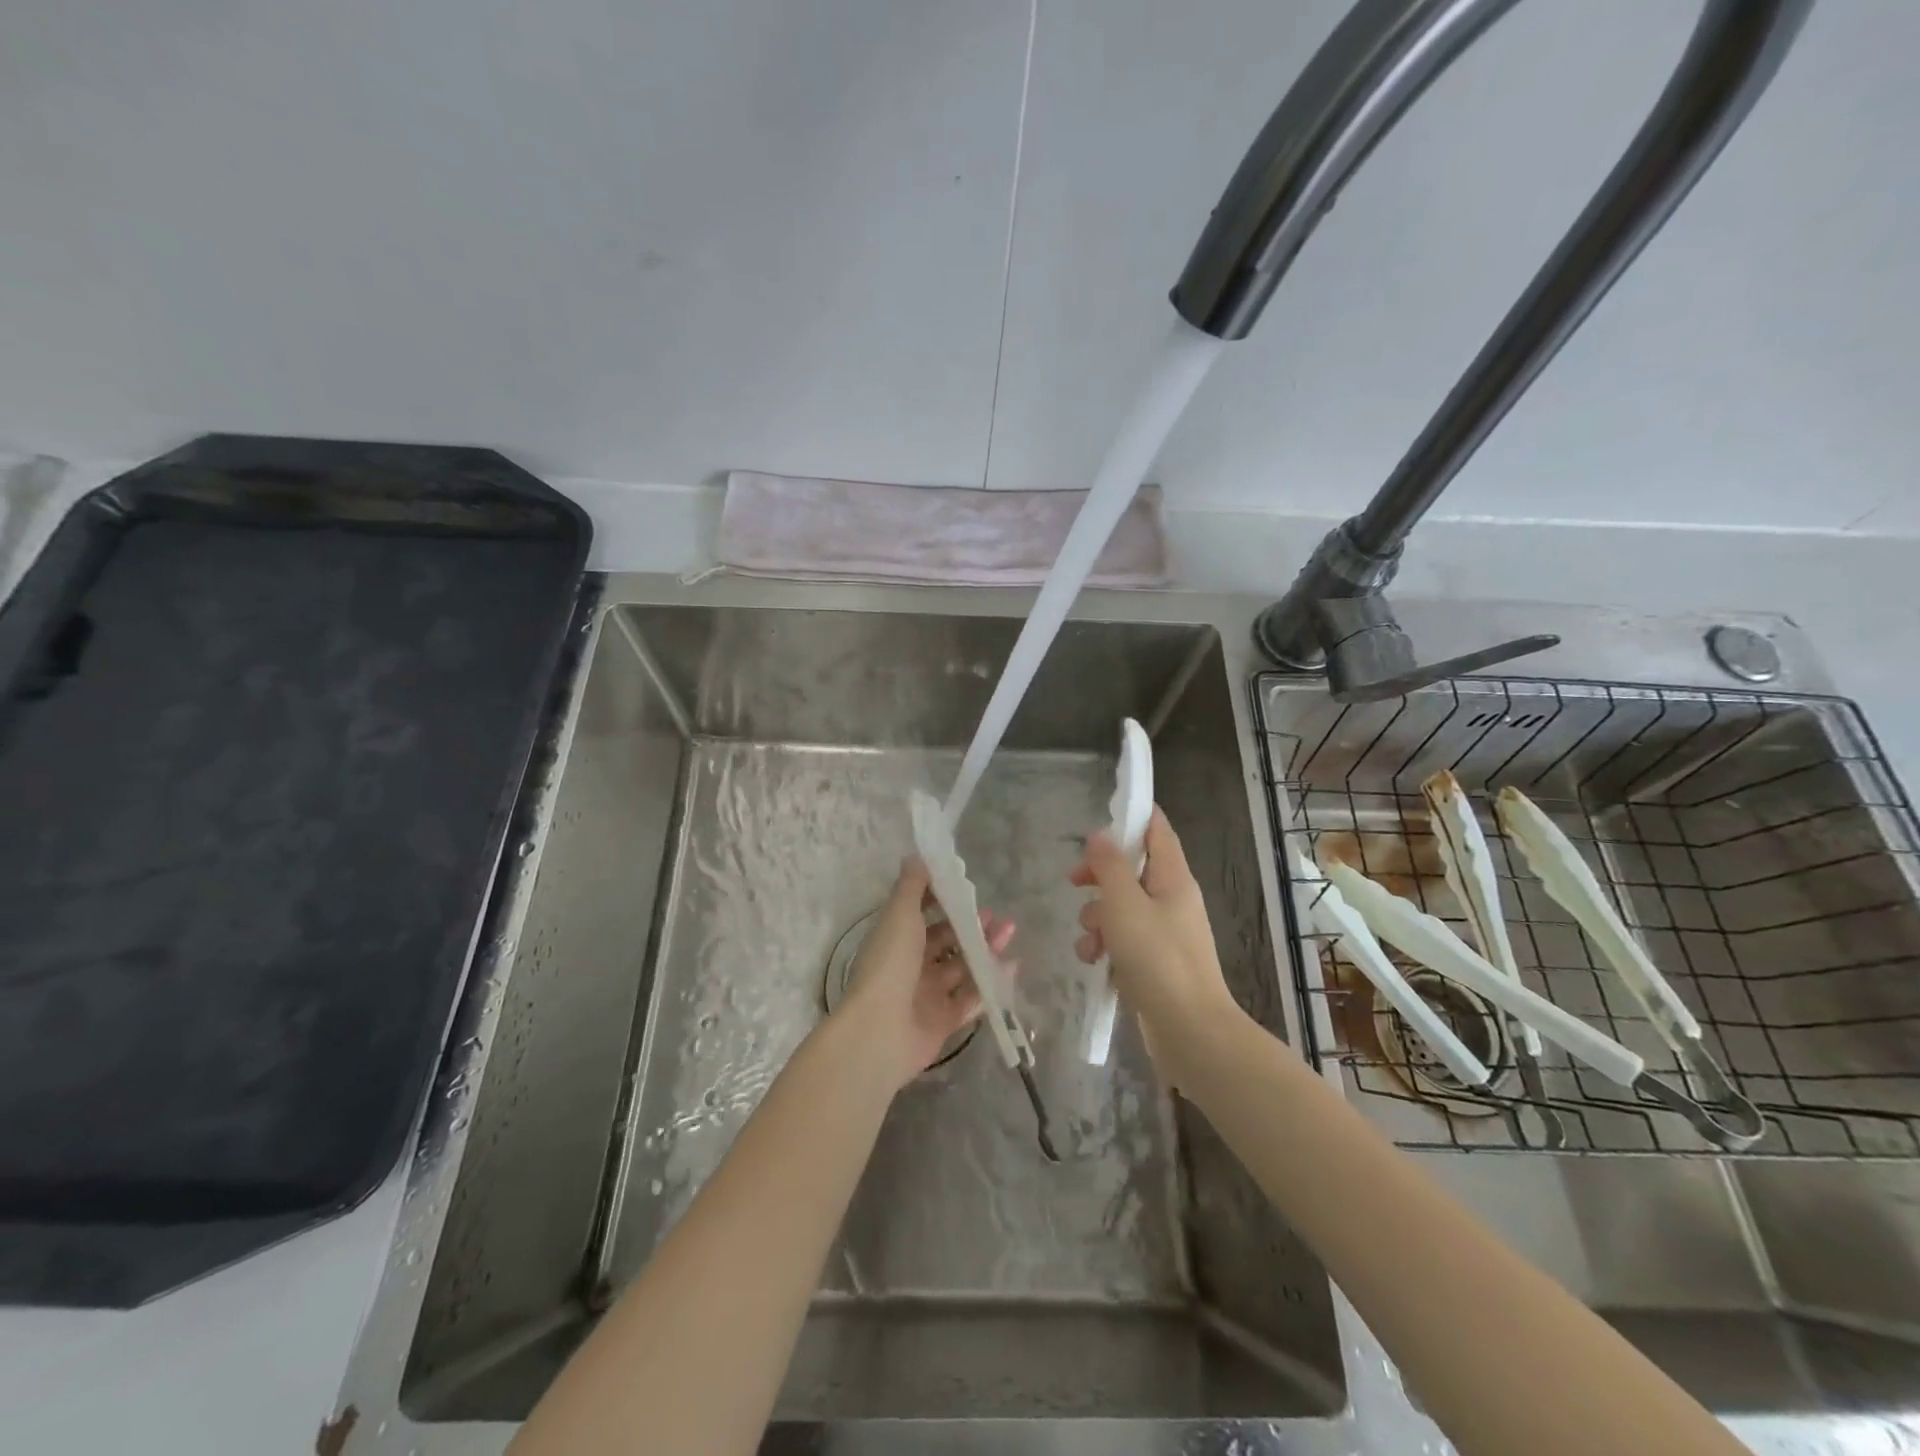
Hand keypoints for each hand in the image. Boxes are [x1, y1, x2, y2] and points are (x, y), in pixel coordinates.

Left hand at [842, 858, 1016, 1090]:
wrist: (880, 1030)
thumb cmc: (890, 963)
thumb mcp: (899, 915)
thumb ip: (912, 886)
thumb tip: (917, 856)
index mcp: (895, 939)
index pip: (920, 915)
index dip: (943, 902)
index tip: (967, 890)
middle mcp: (910, 966)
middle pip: (945, 942)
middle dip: (971, 926)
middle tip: (997, 916)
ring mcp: (926, 996)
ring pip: (961, 968)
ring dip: (985, 950)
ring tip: (1009, 933)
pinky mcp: (943, 1022)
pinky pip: (970, 999)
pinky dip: (990, 984)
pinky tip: (1011, 967)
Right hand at [1070, 806, 1238, 1081]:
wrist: (1189, 1030)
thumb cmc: (1157, 958)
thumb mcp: (1124, 904)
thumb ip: (1109, 866)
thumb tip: (1100, 835)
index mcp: (1173, 878)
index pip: (1157, 830)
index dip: (1133, 815)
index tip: (1102, 813)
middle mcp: (1172, 900)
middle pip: (1132, 870)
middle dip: (1099, 876)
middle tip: (1074, 881)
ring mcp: (1165, 933)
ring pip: (1121, 908)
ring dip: (1097, 918)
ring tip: (1090, 941)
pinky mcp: (1155, 962)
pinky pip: (1124, 940)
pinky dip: (1106, 946)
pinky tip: (1095, 963)